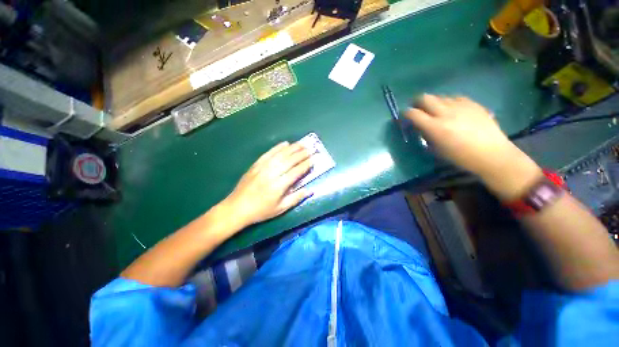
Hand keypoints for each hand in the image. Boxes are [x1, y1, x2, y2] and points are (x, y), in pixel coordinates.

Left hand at [223, 141, 312, 227]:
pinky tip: (285, 143)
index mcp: (278, 186)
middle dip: (301, 154)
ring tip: (302, 143)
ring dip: (292, 148)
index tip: (313, 159)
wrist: (237, 208)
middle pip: (289, 161)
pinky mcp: (256, 164)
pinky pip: (268, 153)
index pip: (296, 172)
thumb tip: (310, 190)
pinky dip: (277, 147)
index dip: (305, 165)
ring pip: (280, 155)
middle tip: (310, 149)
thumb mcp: (281, 208)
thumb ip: (296, 198)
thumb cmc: (261, 210)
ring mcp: (262, 168)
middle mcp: (271, 174)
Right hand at [405, 94, 541, 199]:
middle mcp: (446, 113)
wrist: (492, 154)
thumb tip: (421, 126)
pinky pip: (455, 98)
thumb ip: (426, 135)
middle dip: (418, 102)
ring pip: (441, 97)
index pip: (414, 114)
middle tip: (418, 108)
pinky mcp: (473, 104)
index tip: (404, 115)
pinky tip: (453, 110)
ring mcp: (461, 106)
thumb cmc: (461, 157)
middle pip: (426, 98)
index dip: (406, 113)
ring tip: (437, 111)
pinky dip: (449, 103)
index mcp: (435, 127)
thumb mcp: (437, 149)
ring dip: (434, 103)